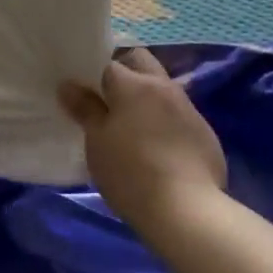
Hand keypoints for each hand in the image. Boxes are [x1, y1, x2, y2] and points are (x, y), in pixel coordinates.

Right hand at [59, 47, 227, 234]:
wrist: (187, 210)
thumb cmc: (130, 171)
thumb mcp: (97, 141)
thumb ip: (85, 109)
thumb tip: (68, 85)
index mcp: (134, 84)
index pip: (109, 63)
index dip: (94, 75)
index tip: (85, 93)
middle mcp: (163, 87)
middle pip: (141, 62)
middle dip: (125, 72)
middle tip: (109, 102)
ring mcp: (188, 109)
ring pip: (162, 88)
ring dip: (147, 98)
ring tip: (133, 129)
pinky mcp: (205, 133)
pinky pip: (179, 115)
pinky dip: (166, 122)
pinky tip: (159, 151)